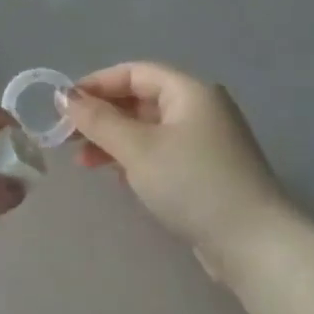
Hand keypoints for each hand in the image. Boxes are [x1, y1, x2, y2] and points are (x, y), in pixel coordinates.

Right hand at [60, 62, 289, 276]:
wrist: (251, 241)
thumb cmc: (191, 183)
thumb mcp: (137, 148)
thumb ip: (98, 120)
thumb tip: (64, 96)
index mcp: (190, 91)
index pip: (134, 72)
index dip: (96, 84)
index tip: (62, 105)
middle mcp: (200, 109)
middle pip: (141, 100)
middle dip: (101, 115)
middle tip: (66, 136)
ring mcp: (205, 141)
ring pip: (148, 129)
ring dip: (113, 139)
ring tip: (83, 161)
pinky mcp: (205, 171)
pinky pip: (160, 152)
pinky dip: (133, 158)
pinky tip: (115, 176)